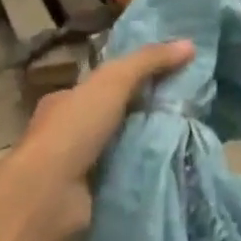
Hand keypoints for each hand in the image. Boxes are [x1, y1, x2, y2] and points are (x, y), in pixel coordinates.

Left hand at [0, 39, 195, 240]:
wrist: (50, 194)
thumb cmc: (74, 129)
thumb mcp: (113, 82)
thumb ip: (148, 61)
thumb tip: (189, 44)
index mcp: (66, 101)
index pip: (103, 86)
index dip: (134, 79)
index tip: (170, 79)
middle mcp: (69, 133)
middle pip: (116, 117)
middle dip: (146, 115)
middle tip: (187, 110)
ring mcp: (79, 167)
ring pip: (123, 148)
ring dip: (149, 146)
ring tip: (190, 139)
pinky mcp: (92, 195)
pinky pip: (126, 178)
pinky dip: (145, 173)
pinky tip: (174, 168)